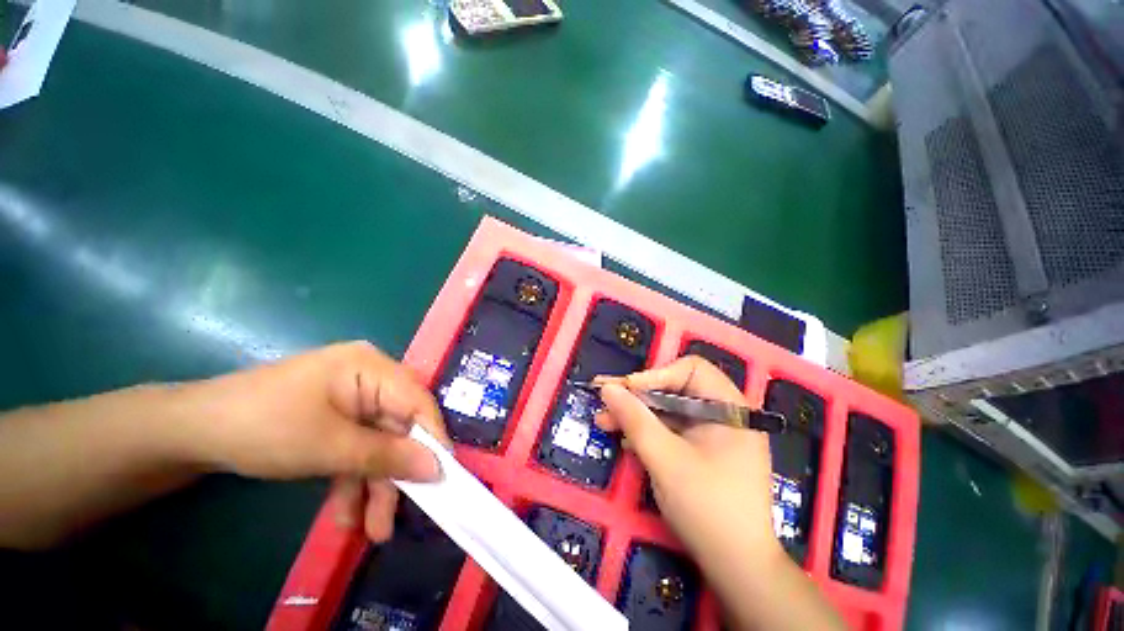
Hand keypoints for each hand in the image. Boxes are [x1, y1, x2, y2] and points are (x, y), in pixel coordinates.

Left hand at [180, 341, 450, 541]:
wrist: (192, 433)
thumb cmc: (262, 427)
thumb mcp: (328, 447)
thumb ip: (387, 456)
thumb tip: (438, 468)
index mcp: (371, 368)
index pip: (418, 402)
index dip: (432, 439)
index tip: (442, 478)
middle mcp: (370, 378)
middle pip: (398, 427)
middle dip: (394, 474)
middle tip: (394, 517)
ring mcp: (353, 398)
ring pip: (378, 442)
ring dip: (372, 484)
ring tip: (368, 530)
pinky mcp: (338, 417)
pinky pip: (357, 447)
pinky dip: (352, 478)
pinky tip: (344, 513)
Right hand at [594, 356, 780, 564]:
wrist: (737, 568)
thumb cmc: (707, 508)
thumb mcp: (665, 459)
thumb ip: (635, 419)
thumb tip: (608, 387)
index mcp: (730, 407)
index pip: (690, 370)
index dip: (655, 375)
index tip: (625, 390)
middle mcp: (725, 414)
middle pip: (675, 389)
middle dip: (638, 396)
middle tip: (604, 399)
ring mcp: (713, 433)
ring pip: (669, 410)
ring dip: (637, 414)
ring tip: (604, 420)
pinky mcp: (702, 449)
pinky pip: (671, 429)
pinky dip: (647, 431)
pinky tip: (624, 438)